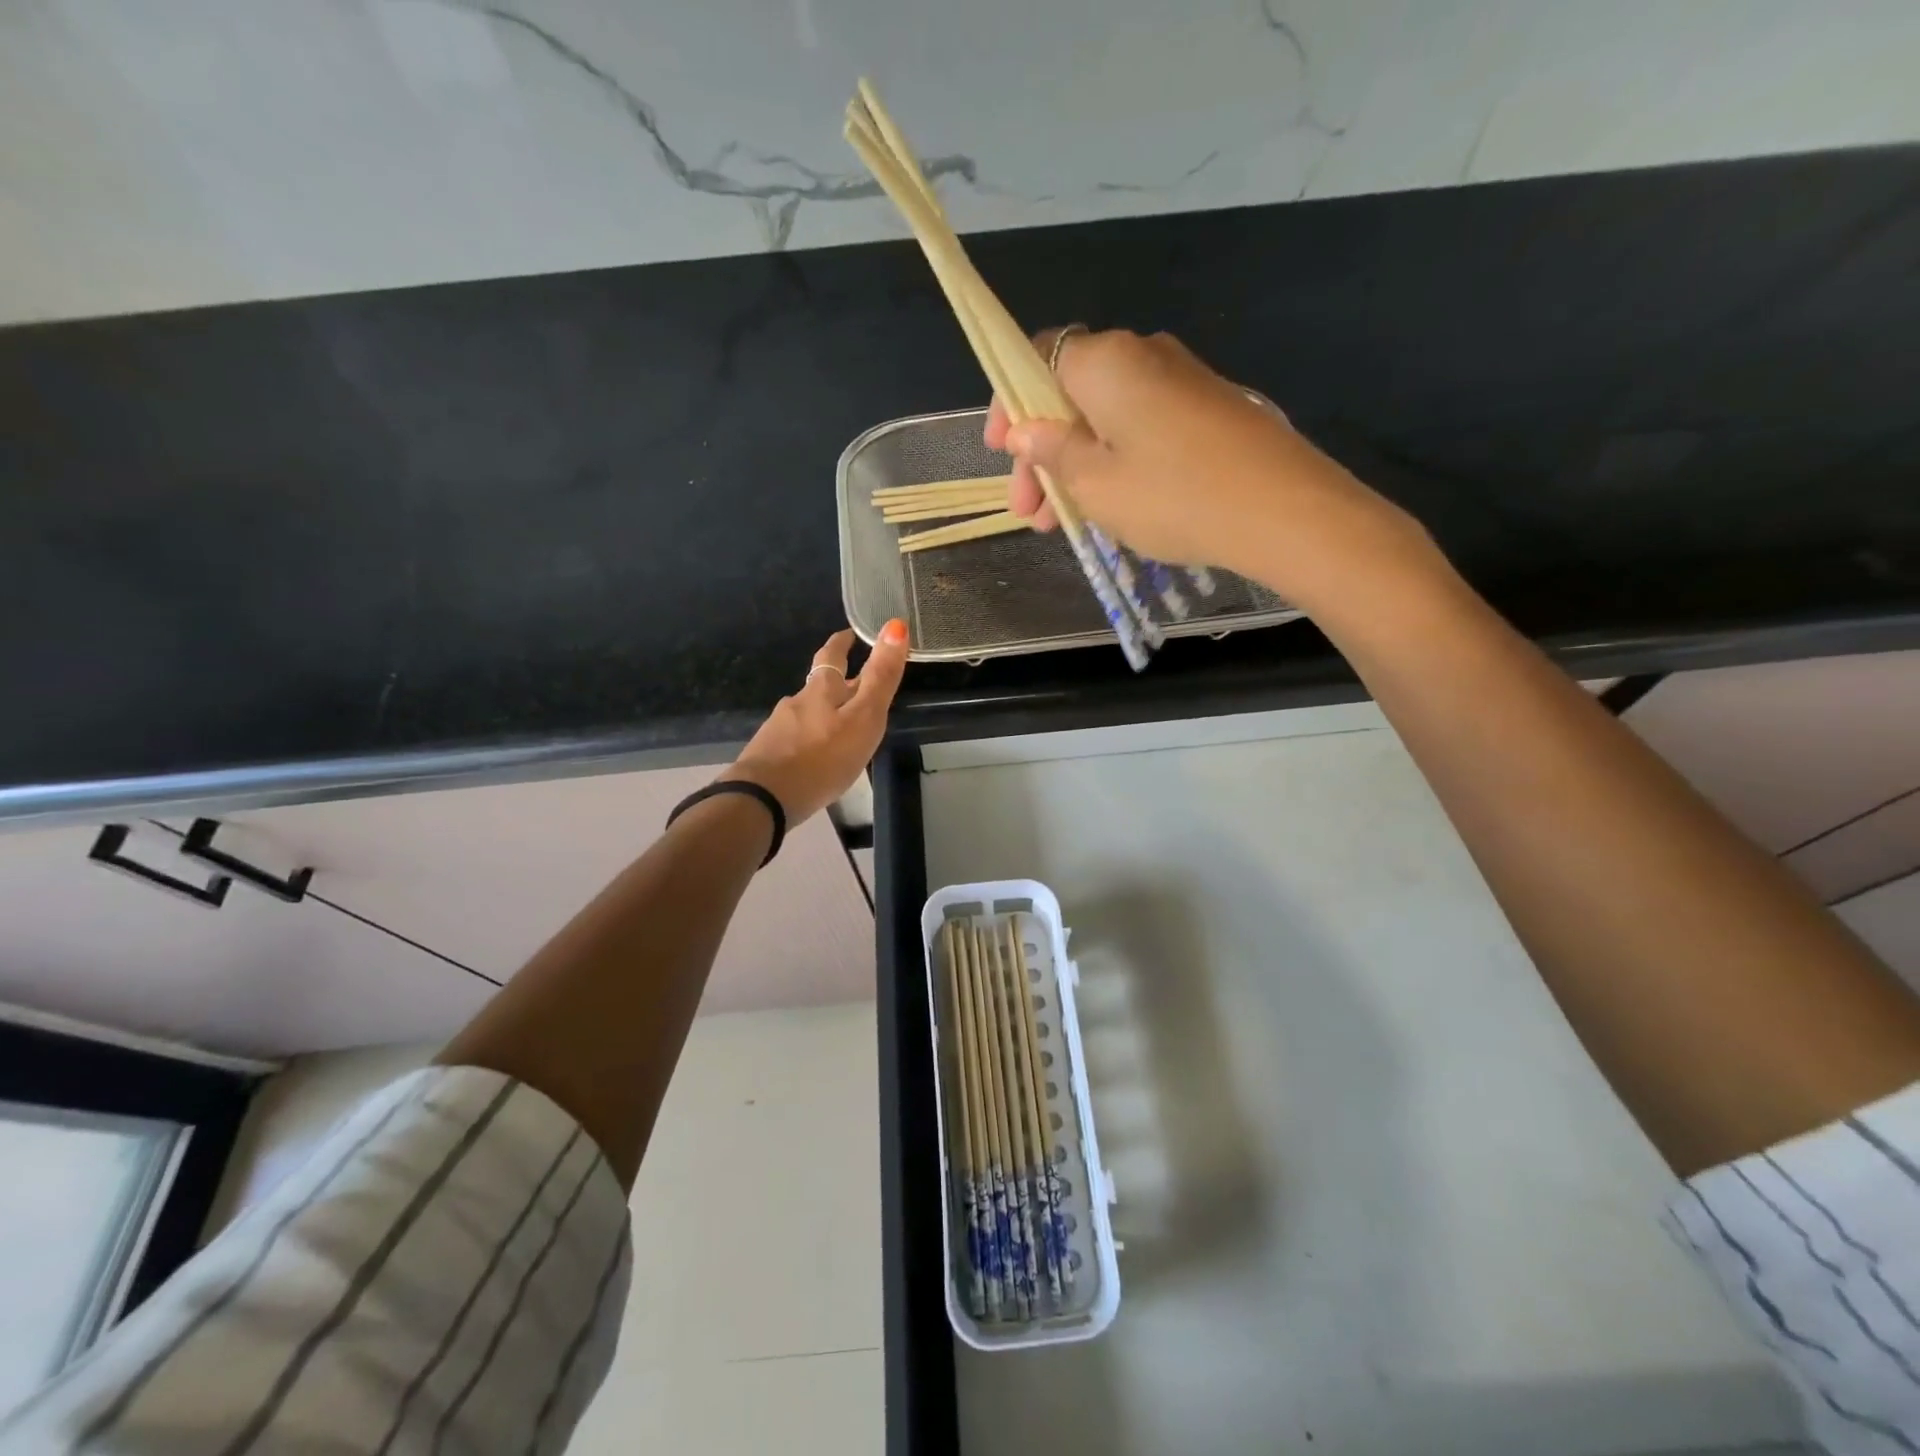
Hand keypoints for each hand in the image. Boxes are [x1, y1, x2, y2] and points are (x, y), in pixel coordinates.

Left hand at [723, 622, 908, 822]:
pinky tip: (815, 756)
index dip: (843, 642)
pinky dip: (809, 740)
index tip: (850, 632)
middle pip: (818, 685)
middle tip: (853, 680)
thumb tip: (895, 625)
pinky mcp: (768, 754)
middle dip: (835, 680)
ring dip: (823, 714)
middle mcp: (797, 702)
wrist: (763, 798)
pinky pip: (794, 739)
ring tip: (840, 727)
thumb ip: (880, 676)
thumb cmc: (822, 757)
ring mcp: (779, 728)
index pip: (833, 656)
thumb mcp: (863, 717)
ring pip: (806, 713)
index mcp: (821, 690)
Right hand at [984, 328, 1434, 612]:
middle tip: (1031, 511)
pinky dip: (1114, 462)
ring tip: (1063, 523)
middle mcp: (1142, 354)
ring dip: (1076, 465)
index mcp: (1105, 361)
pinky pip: (1140, 427)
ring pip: (1105, 417)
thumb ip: (1052, 452)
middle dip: (1042, 452)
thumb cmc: (1173, 495)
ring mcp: (1180, 379)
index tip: (1000, 453)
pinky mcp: (1206, 408)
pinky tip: (1109, 506)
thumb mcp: (1095, 484)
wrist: (1282, 509)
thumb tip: (1025, 430)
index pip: (1037, 359)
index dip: (1010, 404)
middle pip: (1070, 394)